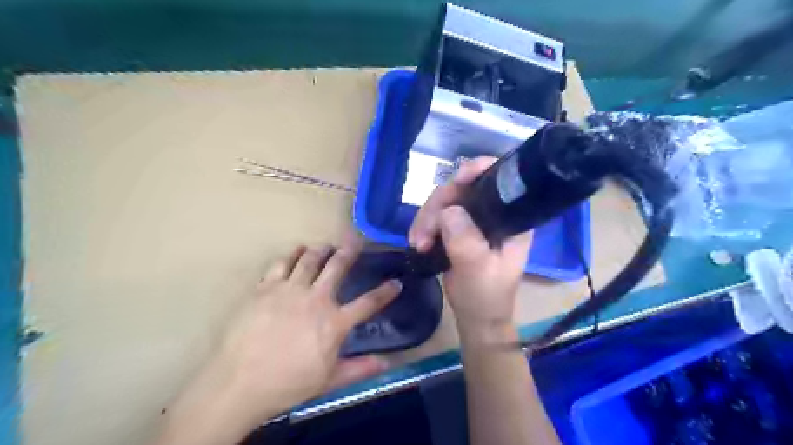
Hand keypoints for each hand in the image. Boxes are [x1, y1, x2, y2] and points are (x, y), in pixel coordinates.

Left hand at [157, 243, 402, 444]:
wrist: (240, 382)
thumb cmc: (289, 383)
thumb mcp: (329, 380)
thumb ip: (359, 369)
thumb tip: (386, 363)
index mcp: (334, 322)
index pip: (368, 303)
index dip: (386, 292)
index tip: (396, 283)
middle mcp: (316, 299)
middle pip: (337, 267)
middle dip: (349, 252)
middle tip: (355, 242)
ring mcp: (290, 290)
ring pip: (310, 260)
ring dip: (321, 250)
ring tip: (326, 246)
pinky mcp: (266, 288)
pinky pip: (281, 263)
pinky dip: (291, 254)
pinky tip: (296, 250)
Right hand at [408, 159, 532, 341]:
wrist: (476, 317)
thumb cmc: (485, 297)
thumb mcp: (478, 271)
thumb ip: (466, 241)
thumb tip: (448, 211)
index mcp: (510, 219)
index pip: (498, 180)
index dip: (477, 172)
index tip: (456, 182)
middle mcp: (493, 212)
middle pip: (463, 188)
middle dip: (438, 206)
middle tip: (422, 234)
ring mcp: (474, 220)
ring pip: (445, 201)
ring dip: (426, 219)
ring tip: (417, 243)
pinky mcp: (458, 228)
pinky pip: (437, 215)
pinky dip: (424, 225)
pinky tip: (417, 241)